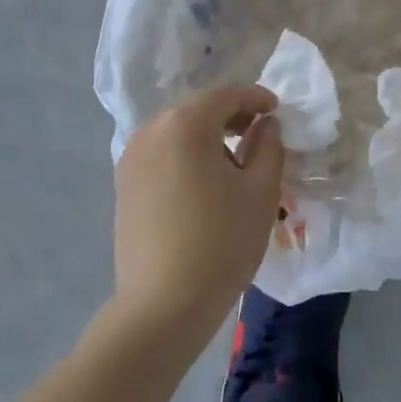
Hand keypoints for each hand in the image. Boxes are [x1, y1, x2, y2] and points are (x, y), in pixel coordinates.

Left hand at [113, 84, 285, 344]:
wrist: (162, 306)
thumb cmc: (221, 242)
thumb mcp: (260, 191)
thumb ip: (269, 146)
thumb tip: (265, 124)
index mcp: (186, 123)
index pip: (226, 95)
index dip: (255, 98)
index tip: (276, 111)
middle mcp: (152, 129)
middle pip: (198, 108)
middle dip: (231, 115)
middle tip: (259, 133)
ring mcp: (132, 156)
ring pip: (177, 129)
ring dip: (206, 134)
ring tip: (233, 160)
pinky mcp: (124, 183)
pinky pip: (161, 152)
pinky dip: (185, 153)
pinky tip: (203, 181)